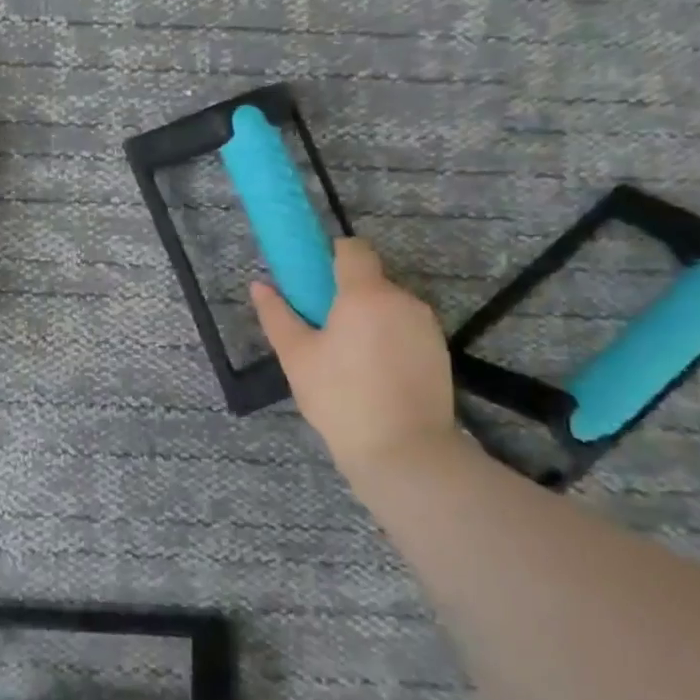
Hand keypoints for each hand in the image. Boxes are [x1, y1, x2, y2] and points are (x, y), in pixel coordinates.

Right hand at [251, 238, 457, 477]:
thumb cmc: (340, 398)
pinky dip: (389, 338)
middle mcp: (402, 300)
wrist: (404, 451)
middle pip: (371, 279)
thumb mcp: (296, 357)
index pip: (353, 248)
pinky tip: (375, 374)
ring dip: (369, 318)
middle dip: (347, 295)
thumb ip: (277, 315)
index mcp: (365, 294)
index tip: (314, 283)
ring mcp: (426, 326)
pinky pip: (406, 328)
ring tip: (349, 359)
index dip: (331, 256)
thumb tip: (259, 285)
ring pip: (390, 305)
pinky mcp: (440, 351)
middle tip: (324, 332)